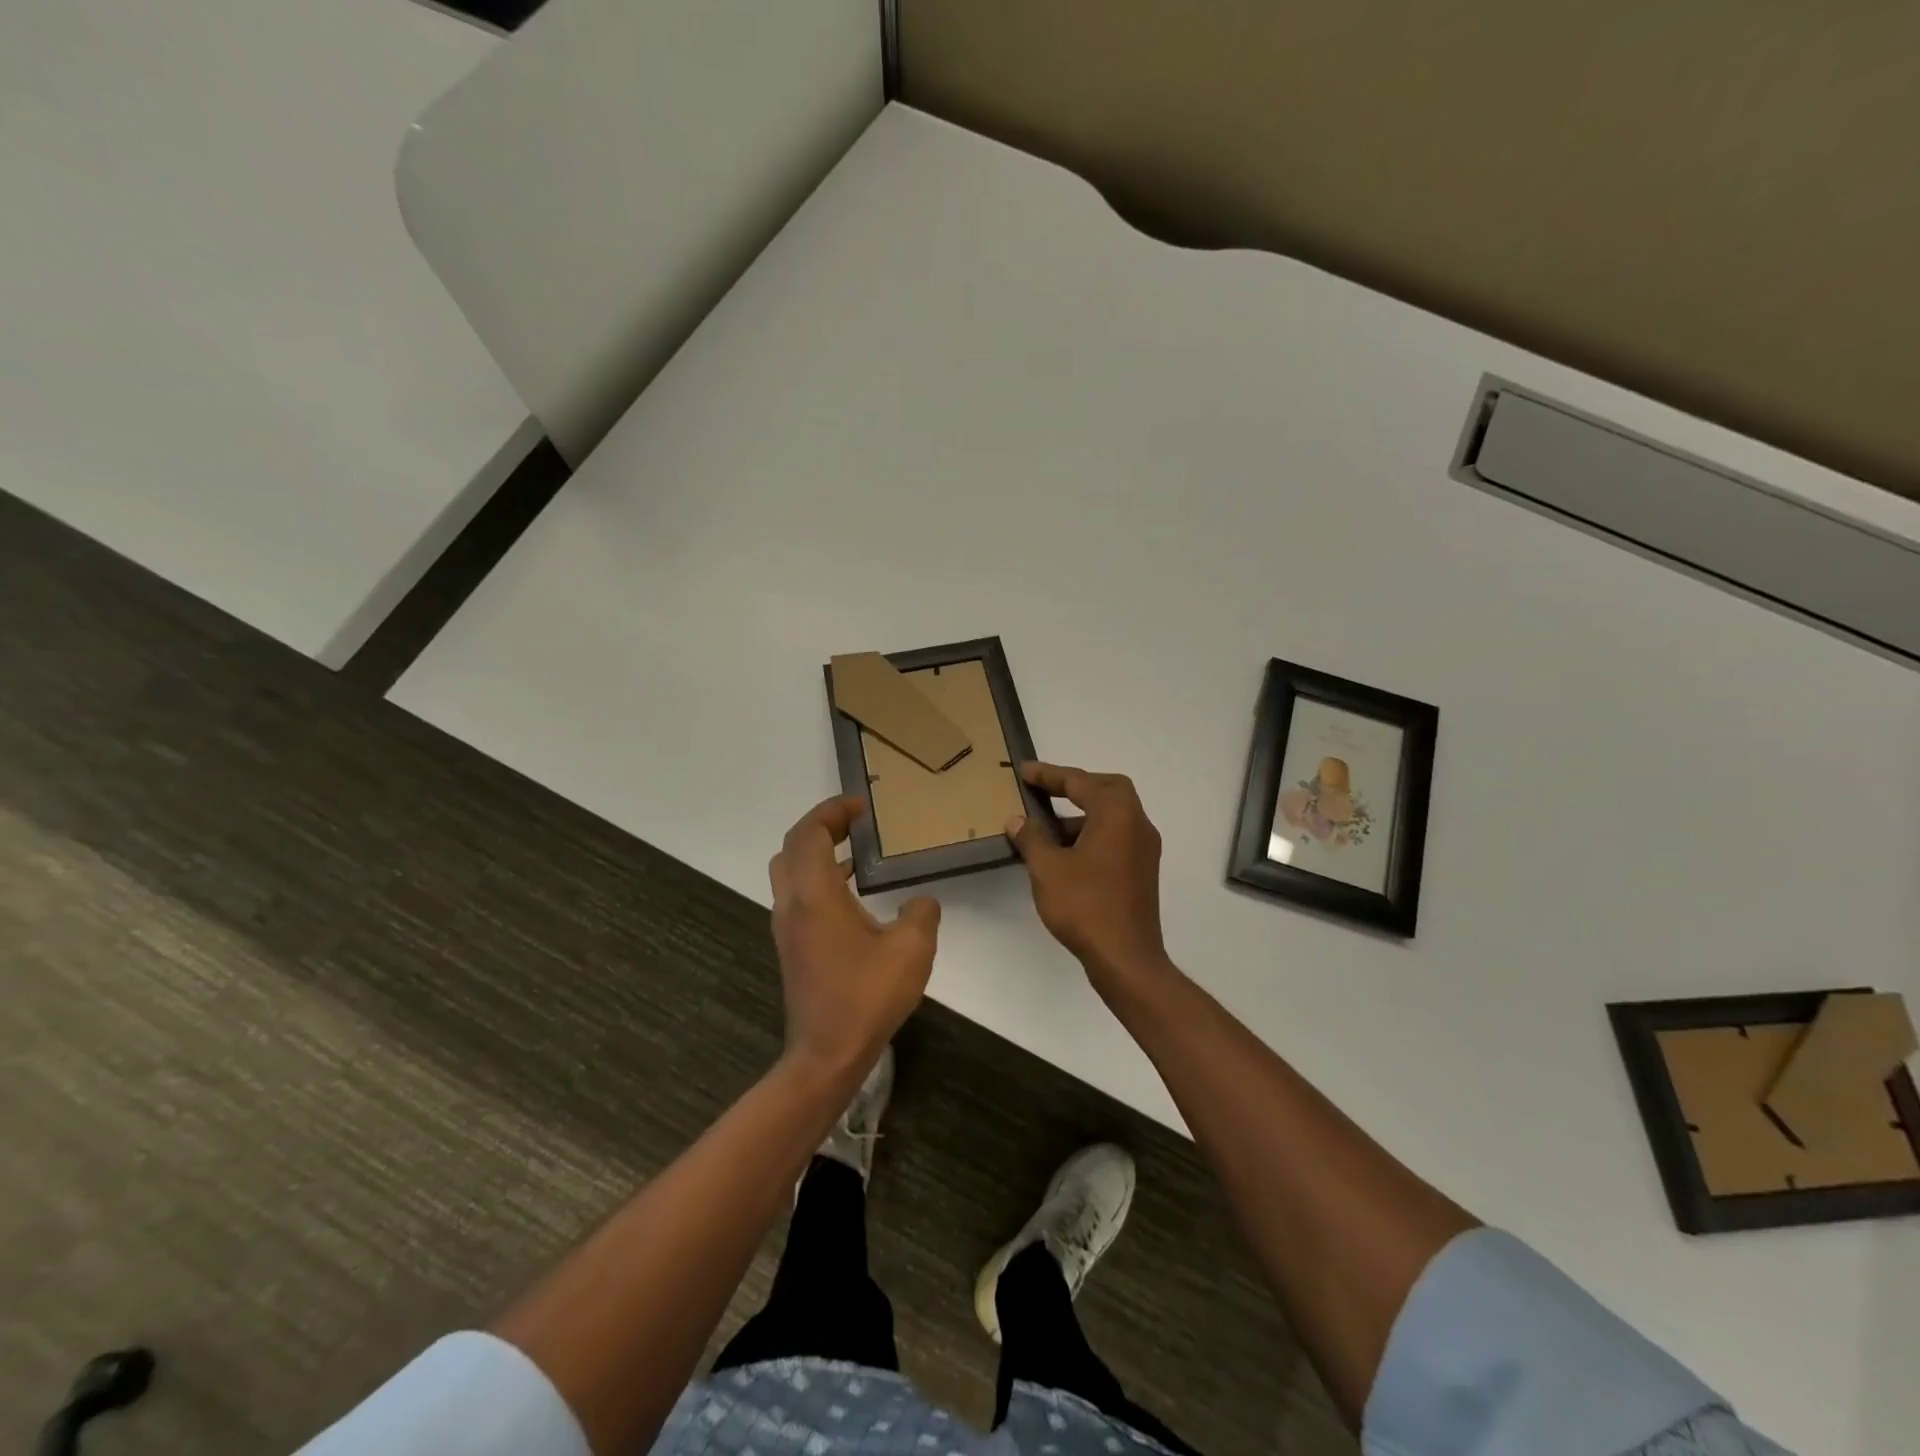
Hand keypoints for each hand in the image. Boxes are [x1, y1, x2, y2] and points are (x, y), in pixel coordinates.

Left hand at [768, 795, 940, 1078]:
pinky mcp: (791, 946)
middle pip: (793, 846)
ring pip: (789, 871)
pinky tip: (850, 893)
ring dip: (817, 851)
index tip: (862, 805)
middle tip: (856, 822)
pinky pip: (796, 894)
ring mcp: (787, 926)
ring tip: (855, 850)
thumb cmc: (866, 996)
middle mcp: (792, 903)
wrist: (826, 1053)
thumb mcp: (911, 949)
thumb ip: (920, 914)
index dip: (832, 810)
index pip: (811, 832)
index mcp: (815, 894)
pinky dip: (817, 878)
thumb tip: (920, 902)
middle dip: (822, 826)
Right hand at [1005, 763, 1171, 993]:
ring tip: (1045, 829)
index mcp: (1117, 815)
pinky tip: (1064, 855)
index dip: (1049, 775)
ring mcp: (1143, 850)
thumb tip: (1017, 820)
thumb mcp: (1047, 869)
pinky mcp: (1142, 872)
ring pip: (1113, 816)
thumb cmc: (1085, 906)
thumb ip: (1031, 838)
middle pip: (1108, 789)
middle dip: (1075, 786)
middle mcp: (1138, 824)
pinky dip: (1091, 835)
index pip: (1080, 782)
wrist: (1126, 958)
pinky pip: (1116, 838)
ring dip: (1081, 814)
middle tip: (1045, 791)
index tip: (1025, 771)